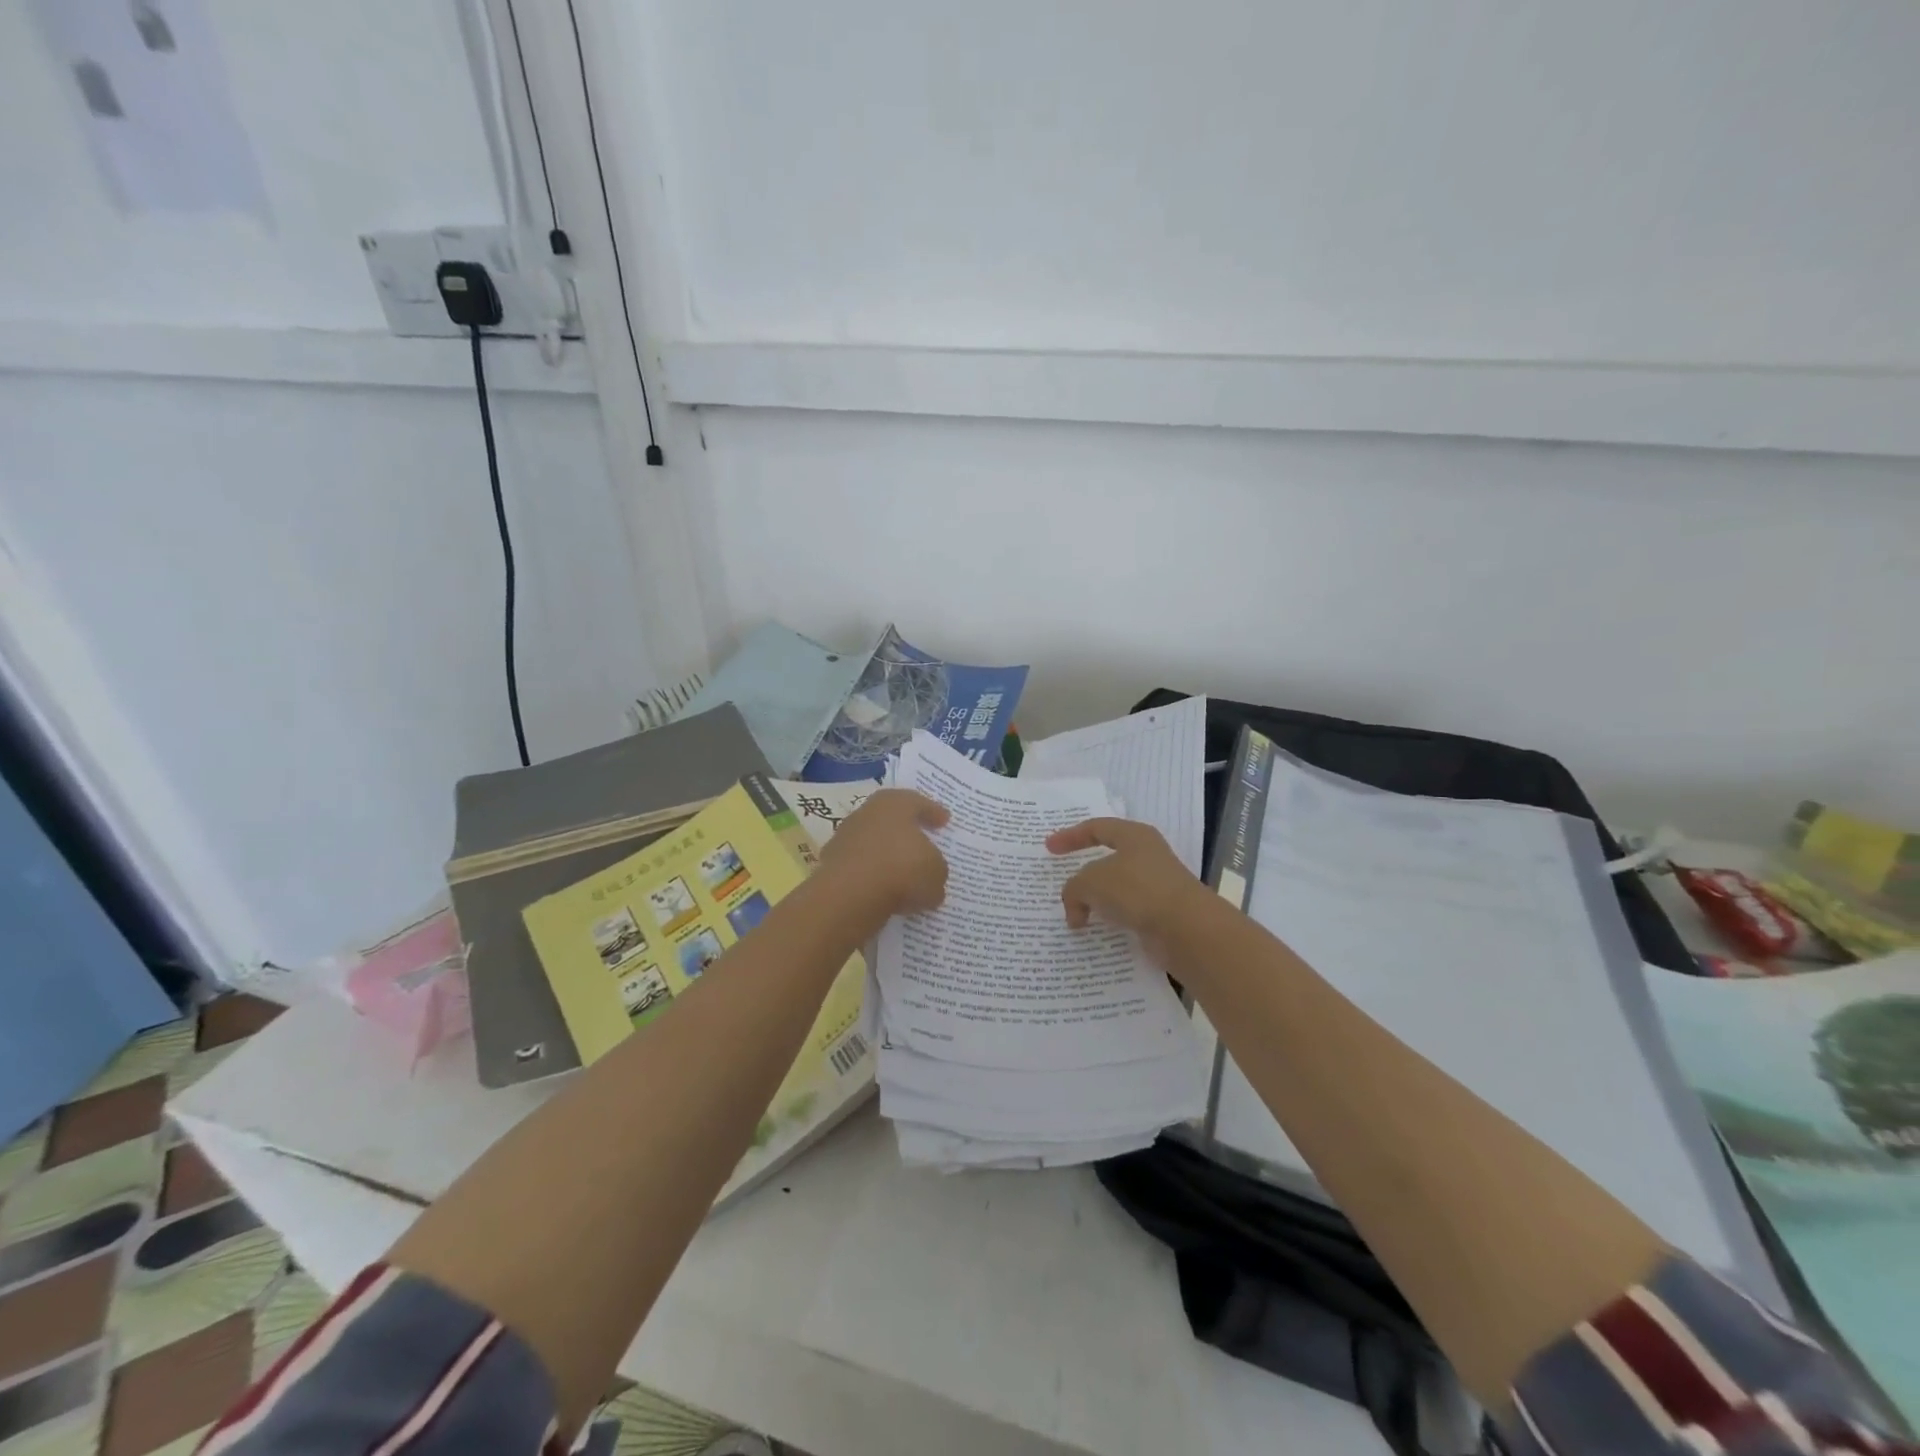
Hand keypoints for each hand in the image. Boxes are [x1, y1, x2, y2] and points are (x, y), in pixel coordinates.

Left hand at [816, 789, 950, 928]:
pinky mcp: (832, 865)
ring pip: (874, 845)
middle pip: (891, 820)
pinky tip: (887, 894)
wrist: (850, 896)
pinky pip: (862, 869)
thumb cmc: (901, 869)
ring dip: (888, 858)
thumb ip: (936, 869)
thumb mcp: (936, 871)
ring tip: (906, 877)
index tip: (944, 821)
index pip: (918, 803)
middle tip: (923, 845)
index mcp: (894, 803)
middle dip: (907, 833)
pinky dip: (873, 878)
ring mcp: (845, 838)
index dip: (933, 812)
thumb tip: (930, 877)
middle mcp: (866, 813)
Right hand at [1045, 818, 1210, 950]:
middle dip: (1084, 872)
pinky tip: (1097, 932)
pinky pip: (1127, 912)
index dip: (1070, 836)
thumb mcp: (1091, 882)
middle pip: (1108, 859)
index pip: (1096, 828)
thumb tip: (1075, 910)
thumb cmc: (1136, 890)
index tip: (1048, 848)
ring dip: (1096, 900)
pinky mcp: (1162, 913)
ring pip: (1117, 888)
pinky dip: (1110, 919)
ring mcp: (1158, 885)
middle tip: (1063, 883)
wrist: (1186, 928)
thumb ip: (1073, 889)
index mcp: (1134, 836)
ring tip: (1075, 914)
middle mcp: (1148, 856)